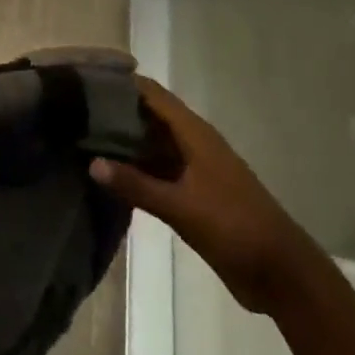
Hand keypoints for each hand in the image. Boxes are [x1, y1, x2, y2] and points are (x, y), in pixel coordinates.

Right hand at [92, 76, 324, 314]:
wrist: (281, 274)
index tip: (84, 80)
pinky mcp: (193, 194)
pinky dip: (134, 167)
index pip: (152, 94)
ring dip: (123, 140)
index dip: (122, 83)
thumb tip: (91, 162)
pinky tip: (106, 174)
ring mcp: (194, 169)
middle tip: (72, 110)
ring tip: (80, 136)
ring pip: (151, 143)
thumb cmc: (234, 228)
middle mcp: (193, 144)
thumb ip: (135, 184)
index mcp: (195, 135)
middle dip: (115, 110)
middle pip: (149, 115)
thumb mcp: (181, 206)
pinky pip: (156, 169)